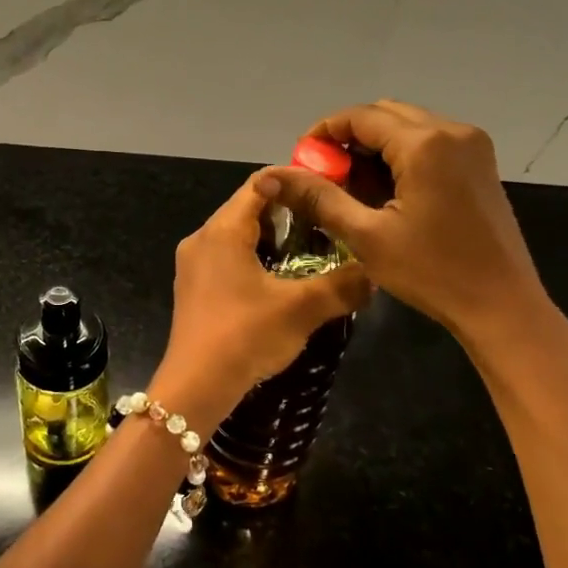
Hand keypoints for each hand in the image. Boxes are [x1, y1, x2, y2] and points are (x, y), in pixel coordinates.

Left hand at [155, 171, 371, 423]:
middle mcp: (202, 238)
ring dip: (273, 240)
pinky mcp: (193, 289)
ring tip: (312, 253)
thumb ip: (342, 285)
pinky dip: (255, 260)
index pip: (260, 184)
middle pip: (248, 209)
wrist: (195, 386)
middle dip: (288, 214)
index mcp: (222, 230)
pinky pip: (228, 259)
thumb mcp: (301, 308)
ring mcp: (193, 265)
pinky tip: (282, 282)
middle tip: (328, 224)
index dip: (295, 182)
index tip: (329, 191)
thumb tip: (375, 270)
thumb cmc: (245, 335)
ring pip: (238, 236)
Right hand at [259, 101, 564, 356]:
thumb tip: (271, 175)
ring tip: (352, 187)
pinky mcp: (480, 163)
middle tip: (324, 175)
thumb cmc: (432, 272)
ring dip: (374, 147)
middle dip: (348, 138)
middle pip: (385, 115)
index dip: (324, 133)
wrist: (501, 305)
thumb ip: (319, 198)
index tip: (301, 161)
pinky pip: (430, 142)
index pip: (360, 117)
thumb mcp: (366, 236)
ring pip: (408, 126)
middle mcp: (452, 131)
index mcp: (425, 144)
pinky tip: (387, 191)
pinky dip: (401, 155)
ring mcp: (472, 145)